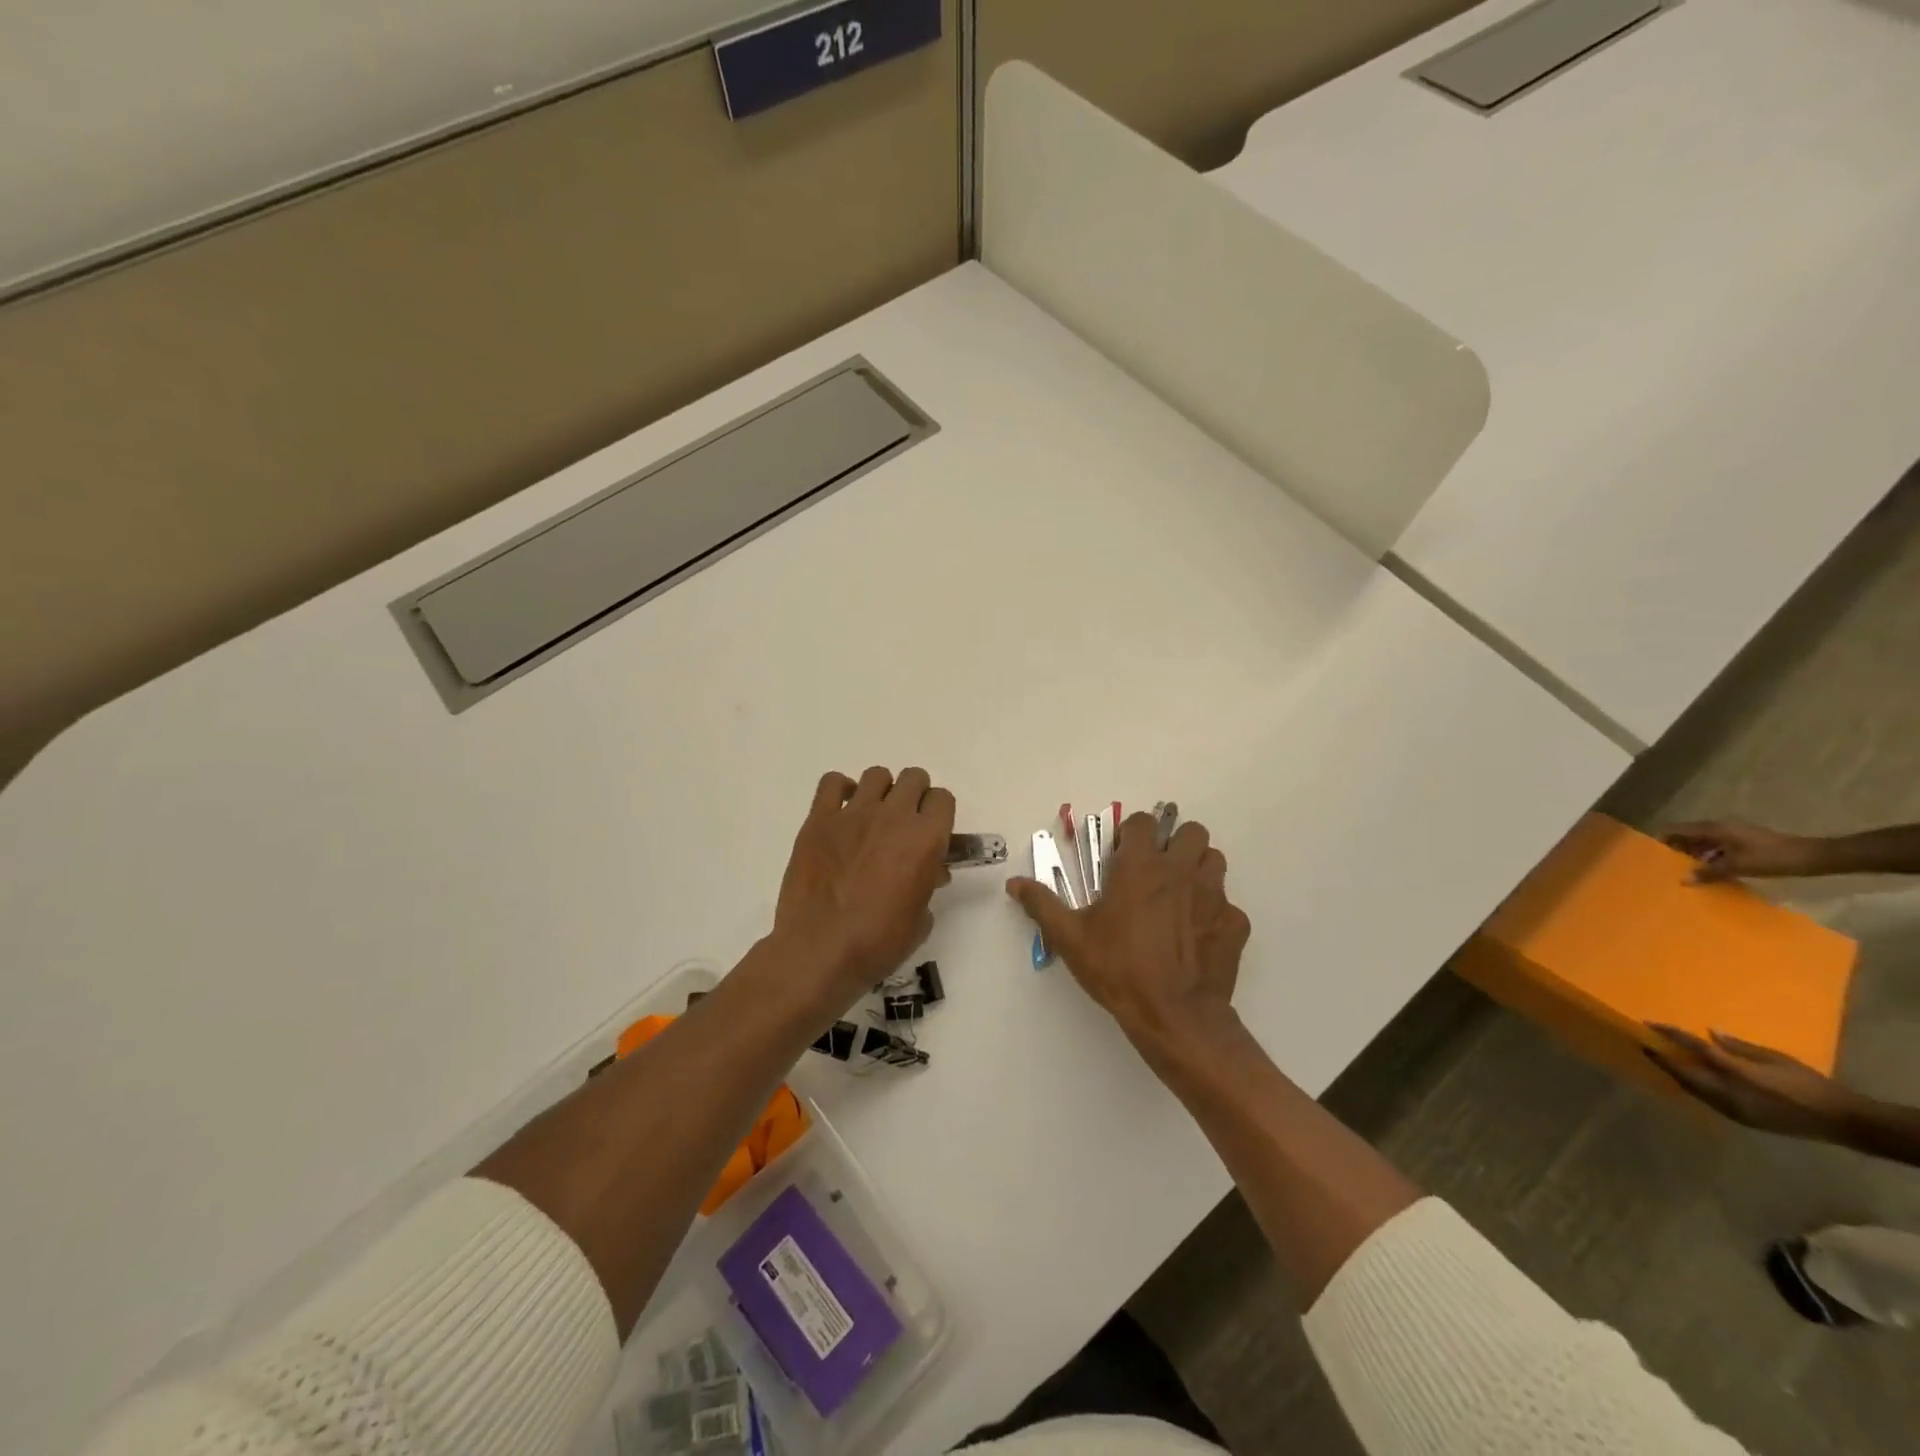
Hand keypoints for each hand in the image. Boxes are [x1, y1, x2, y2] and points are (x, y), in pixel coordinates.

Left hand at [771, 767, 954, 1010]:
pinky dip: (840, 790)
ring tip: (873, 818)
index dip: (939, 814)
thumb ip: (928, 884)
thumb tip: (930, 872)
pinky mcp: (818, 820)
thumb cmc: (878, 942)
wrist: (820, 950)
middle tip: (905, 824)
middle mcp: (893, 816)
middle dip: (915, 796)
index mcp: (925, 838)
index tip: (932, 832)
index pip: (943, 799)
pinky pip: (832, 782)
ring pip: (877, 775)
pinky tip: (841, 813)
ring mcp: (853, 814)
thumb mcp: (920, 919)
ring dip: (881, 792)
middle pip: (913, 778)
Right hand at [1007, 813, 1250, 1051]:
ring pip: (1214, 860)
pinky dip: (1215, 914)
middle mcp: (1180, 870)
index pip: (1142, 823)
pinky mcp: (1234, 923)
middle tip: (1158, 871)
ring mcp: (1213, 895)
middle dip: (1175, 844)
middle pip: (1190, 831)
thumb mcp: (1070, 938)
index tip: (1123, 855)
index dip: (1132, 834)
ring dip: (1199, 869)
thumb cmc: (1118, 969)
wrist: (1174, 1016)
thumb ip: (1042, 905)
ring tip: (1181, 895)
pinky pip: (1228, 906)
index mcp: (1140, 866)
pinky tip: (1198, 937)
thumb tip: (1014, 883)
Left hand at [1643, 1026, 1859, 1139]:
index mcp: (1738, 1075)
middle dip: (1660, 1058)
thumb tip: (1709, 1033)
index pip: (1695, 1050)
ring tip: (1658, 1055)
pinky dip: (1691, 1084)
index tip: (1648, 1024)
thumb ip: (1739, 1047)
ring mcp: (1732, 1110)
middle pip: (1684, 1073)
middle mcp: (1729, 1094)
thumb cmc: (1809, 1083)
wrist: (1844, 1122)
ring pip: (1691, 1088)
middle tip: (1643, 1042)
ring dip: (1673, 1072)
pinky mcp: (1739, 1120)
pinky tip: (1686, 1075)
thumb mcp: (1775, 1058)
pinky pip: (1705, 1099)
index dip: (1670, 1036)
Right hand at [1664, 819, 1824, 882]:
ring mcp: (1734, 834)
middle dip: (1677, 848)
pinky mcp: (1744, 843)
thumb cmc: (1772, 858)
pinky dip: (1709, 857)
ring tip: (1684, 870)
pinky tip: (1709, 871)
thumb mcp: (1738, 866)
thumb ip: (1709, 872)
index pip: (1678, 829)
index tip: (1650, 851)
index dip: (1663, 838)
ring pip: (1703, 842)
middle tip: (1666, 864)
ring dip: (1693, 854)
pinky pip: (1717, 847)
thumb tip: (1683, 880)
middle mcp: (1721, 828)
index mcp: (1715, 829)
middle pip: (1689, 835)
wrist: (1814, 857)